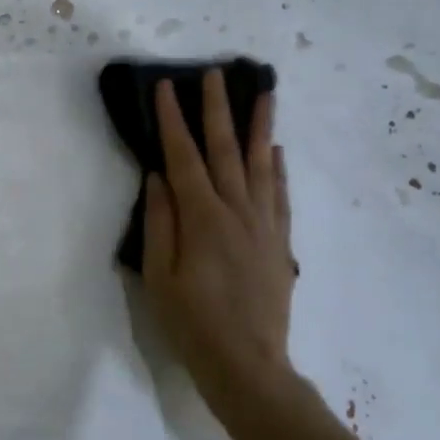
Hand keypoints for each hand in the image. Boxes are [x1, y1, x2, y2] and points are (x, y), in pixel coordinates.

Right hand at [143, 71, 297, 419]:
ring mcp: (264, 225)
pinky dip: (279, 167)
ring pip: (262, 163)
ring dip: (260, 125)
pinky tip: (277, 149)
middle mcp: (237, 211)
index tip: (166, 86)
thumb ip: (158, 221)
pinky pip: (281, 194)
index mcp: (202, 217)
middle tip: (216, 73)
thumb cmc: (192, 322)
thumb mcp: (158, 275)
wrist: (248, 365)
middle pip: (226, 149)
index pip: (184, 156)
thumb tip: (158, 176)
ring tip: (263, 92)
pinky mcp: (280, 242)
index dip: (173, 120)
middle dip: (218, 108)